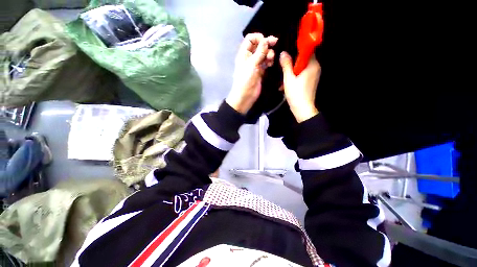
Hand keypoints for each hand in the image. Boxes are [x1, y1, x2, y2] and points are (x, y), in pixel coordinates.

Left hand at [226, 33, 277, 113]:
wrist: (245, 96)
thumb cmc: (246, 79)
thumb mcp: (252, 64)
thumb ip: (260, 52)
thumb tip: (266, 40)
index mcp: (244, 53)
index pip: (250, 39)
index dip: (258, 37)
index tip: (266, 41)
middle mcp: (249, 57)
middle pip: (259, 45)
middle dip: (266, 44)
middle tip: (275, 43)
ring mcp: (255, 64)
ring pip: (263, 54)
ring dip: (269, 53)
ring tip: (271, 59)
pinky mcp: (260, 71)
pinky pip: (266, 62)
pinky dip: (269, 61)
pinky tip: (271, 63)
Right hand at [279, 51, 320, 122]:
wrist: (302, 109)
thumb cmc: (296, 93)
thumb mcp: (288, 78)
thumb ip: (286, 65)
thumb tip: (283, 53)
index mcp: (312, 65)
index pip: (306, 50)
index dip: (296, 49)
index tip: (287, 52)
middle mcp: (315, 68)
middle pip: (303, 60)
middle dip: (292, 64)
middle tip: (282, 68)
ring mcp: (313, 75)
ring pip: (301, 68)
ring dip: (291, 72)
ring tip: (282, 80)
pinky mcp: (310, 81)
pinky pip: (302, 75)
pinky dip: (294, 77)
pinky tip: (286, 85)